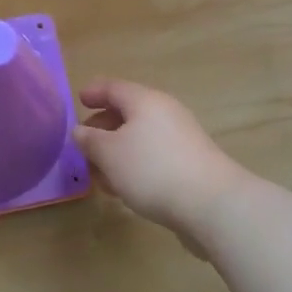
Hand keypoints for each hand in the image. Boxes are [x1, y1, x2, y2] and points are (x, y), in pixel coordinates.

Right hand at [73, 79, 248, 238]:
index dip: (94, 92)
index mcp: (144, 101)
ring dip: (118, 153)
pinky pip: (155, 156)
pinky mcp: (191, 164)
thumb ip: (90, 140)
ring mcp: (182, 138)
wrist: (212, 204)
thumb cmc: (152, 169)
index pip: (113, 87)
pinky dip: (136, 166)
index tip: (79, 100)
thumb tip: (81, 131)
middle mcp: (165, 112)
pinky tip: (126, 189)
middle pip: (128, 113)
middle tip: (84, 146)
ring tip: (101, 175)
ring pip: (141, 138)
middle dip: (103, 129)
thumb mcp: (109, 154)